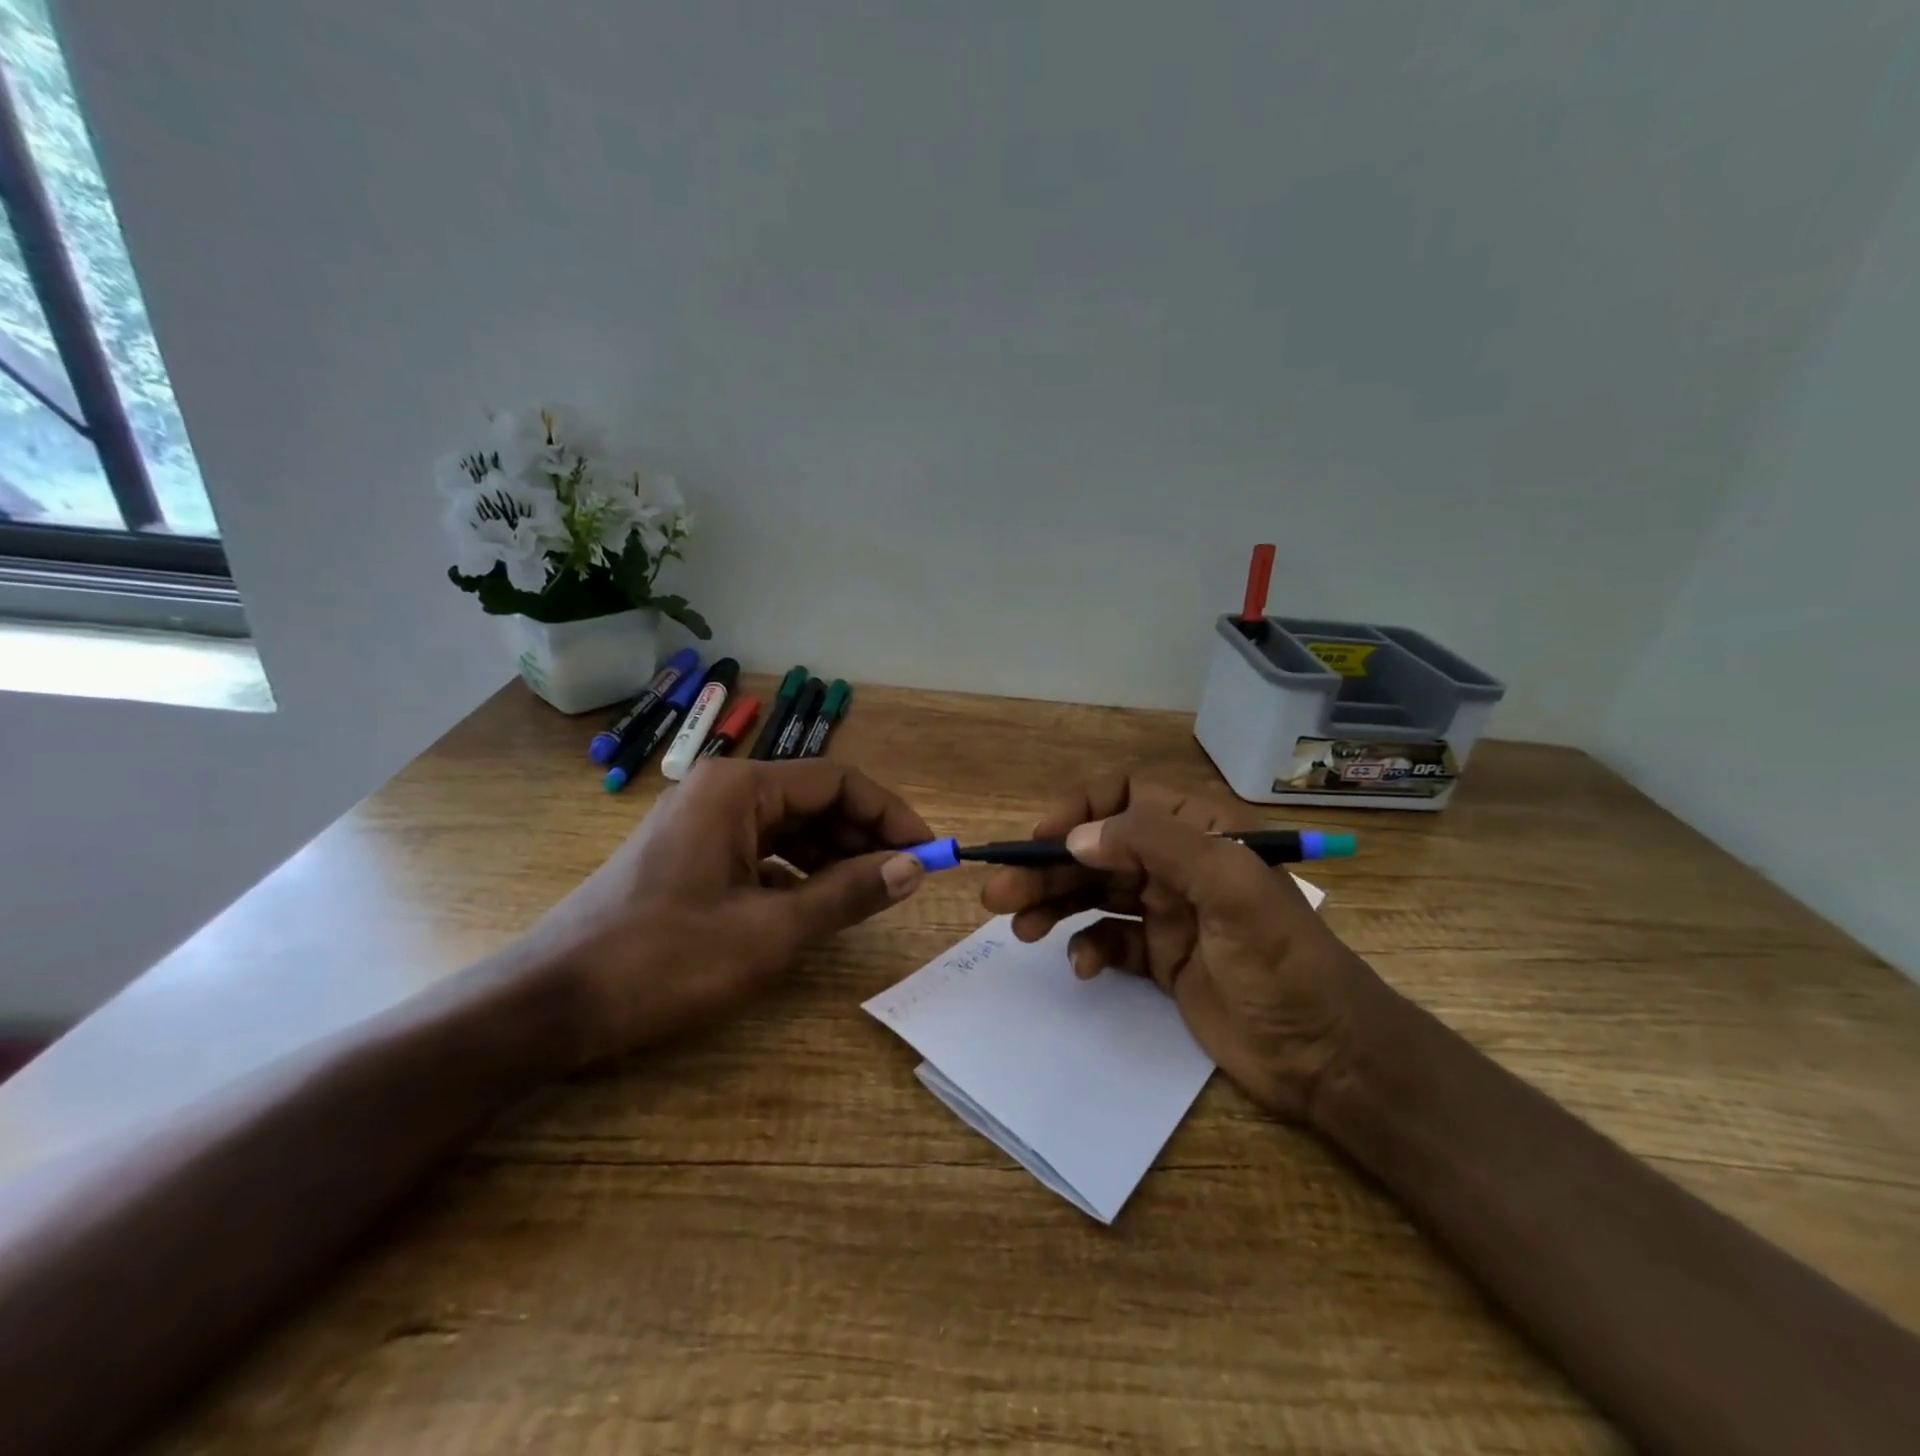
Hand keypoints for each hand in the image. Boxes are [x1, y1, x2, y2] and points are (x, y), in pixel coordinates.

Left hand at [529, 758, 929, 1064]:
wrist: (552, 1003)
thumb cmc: (664, 960)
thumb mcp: (770, 932)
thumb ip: (848, 893)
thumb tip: (914, 868)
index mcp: (739, 788)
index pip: (838, 780)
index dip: (890, 814)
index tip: (928, 853)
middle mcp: (721, 790)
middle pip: (815, 799)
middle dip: (864, 835)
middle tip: (904, 879)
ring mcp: (702, 821)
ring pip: (789, 825)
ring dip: (834, 855)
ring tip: (869, 894)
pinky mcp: (690, 853)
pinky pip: (762, 849)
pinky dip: (797, 871)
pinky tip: (815, 904)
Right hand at [979, 776, 1381, 1119]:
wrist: (1327, 1057)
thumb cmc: (1283, 961)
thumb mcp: (1230, 886)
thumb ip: (1154, 845)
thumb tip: (1075, 837)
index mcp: (1199, 831)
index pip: (1124, 795)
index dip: (1079, 810)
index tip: (1041, 840)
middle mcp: (1178, 864)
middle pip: (1097, 850)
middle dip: (1047, 867)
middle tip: (999, 894)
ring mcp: (1168, 912)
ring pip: (1094, 893)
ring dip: (1053, 904)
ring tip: (1017, 926)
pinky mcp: (1161, 958)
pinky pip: (1109, 940)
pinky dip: (1088, 947)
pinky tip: (1082, 966)